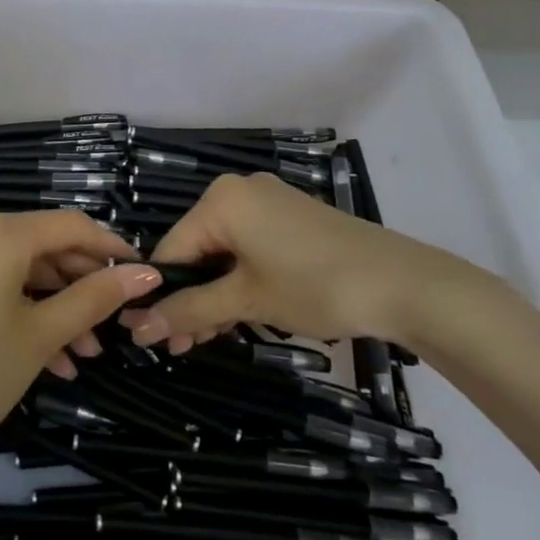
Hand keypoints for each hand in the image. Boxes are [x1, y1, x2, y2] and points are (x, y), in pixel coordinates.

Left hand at [0, 210, 160, 488]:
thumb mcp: (40, 336)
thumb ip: (94, 298)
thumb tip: (146, 275)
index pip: (70, 225)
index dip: (110, 248)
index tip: (143, 275)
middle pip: (44, 245)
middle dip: (82, 285)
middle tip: (113, 325)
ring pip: (20, 269)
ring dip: (56, 305)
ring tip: (85, 352)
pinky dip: (24, 310)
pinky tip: (52, 356)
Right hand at [119, 172, 470, 352]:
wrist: (402, 283)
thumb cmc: (314, 285)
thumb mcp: (246, 300)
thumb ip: (190, 310)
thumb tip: (137, 327)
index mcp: (220, 200)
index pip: (171, 249)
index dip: (159, 295)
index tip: (152, 339)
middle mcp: (240, 191)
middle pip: (197, 250)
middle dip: (189, 299)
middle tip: (183, 347)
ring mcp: (269, 203)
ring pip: (224, 252)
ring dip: (214, 296)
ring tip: (209, 339)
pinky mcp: (291, 219)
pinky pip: (249, 247)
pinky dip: (240, 280)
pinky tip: (238, 315)